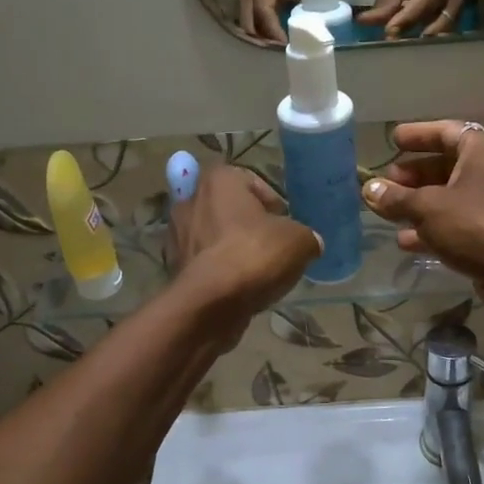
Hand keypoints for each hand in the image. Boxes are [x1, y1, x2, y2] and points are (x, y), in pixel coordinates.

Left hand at [171, 164, 320, 341]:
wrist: (210, 303)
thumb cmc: (254, 256)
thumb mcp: (298, 241)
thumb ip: (306, 236)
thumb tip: (309, 242)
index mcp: (219, 180)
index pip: (250, 180)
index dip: (271, 202)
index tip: (285, 223)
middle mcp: (190, 200)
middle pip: (228, 208)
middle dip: (249, 225)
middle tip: (272, 246)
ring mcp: (176, 235)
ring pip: (213, 236)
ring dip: (232, 248)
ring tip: (257, 271)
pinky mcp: (173, 266)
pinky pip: (204, 262)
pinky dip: (219, 271)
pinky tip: (239, 287)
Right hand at [239, 0, 301, 45]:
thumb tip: (317, 19)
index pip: (264, 13)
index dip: (275, 32)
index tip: (287, 45)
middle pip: (250, 26)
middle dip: (265, 42)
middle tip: (284, 50)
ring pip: (249, 25)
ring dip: (263, 37)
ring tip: (282, 45)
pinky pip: (252, 19)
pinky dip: (263, 29)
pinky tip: (277, 34)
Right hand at [361, 121, 483, 317]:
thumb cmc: (475, 225)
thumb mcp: (428, 207)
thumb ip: (396, 198)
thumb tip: (369, 189)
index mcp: (480, 151)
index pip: (445, 131)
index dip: (418, 135)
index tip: (393, 140)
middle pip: (444, 165)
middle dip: (413, 174)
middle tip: (386, 182)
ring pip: (446, 197)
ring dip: (417, 204)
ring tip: (387, 211)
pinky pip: (453, 223)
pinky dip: (429, 228)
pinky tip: (404, 240)